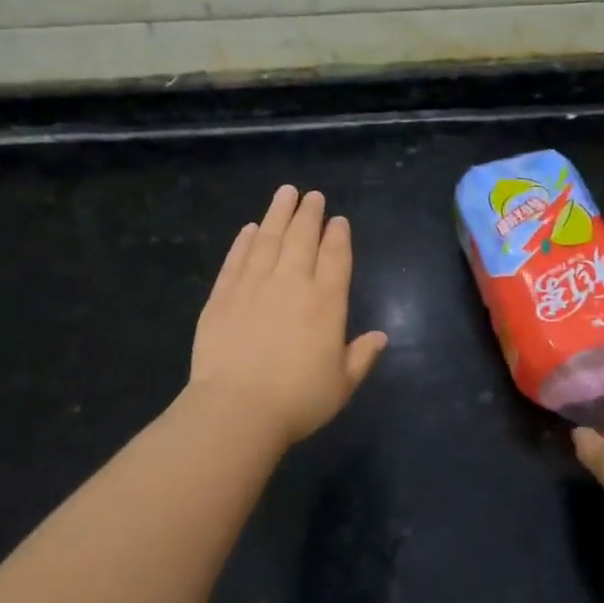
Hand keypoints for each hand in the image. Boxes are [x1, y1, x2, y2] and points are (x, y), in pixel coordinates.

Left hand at [187, 185, 389, 447]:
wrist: (237, 409)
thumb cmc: (298, 400)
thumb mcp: (341, 385)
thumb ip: (361, 356)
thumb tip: (381, 337)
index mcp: (326, 303)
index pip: (335, 258)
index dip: (338, 236)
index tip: (338, 220)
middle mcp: (291, 284)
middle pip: (302, 238)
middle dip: (309, 214)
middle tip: (312, 196)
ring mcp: (254, 285)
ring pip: (268, 239)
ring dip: (278, 214)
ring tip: (285, 193)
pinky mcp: (223, 295)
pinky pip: (236, 259)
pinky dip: (244, 241)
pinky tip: (249, 229)